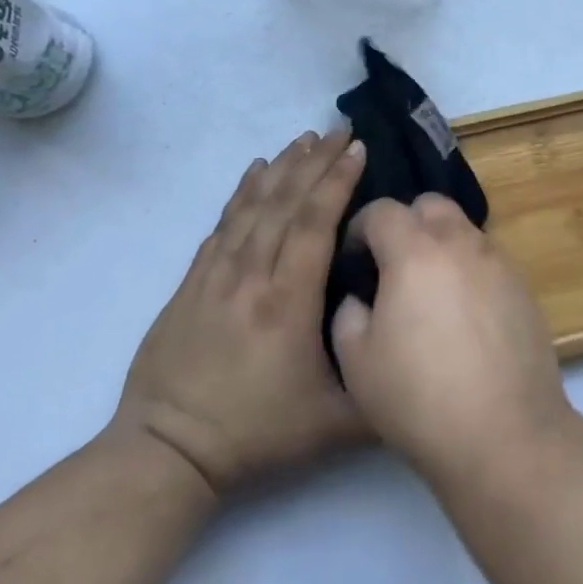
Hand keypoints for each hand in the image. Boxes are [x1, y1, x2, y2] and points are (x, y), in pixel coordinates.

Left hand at [115, 130, 366, 497]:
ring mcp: (215, 276)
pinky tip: (254, 172)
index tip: (358, 149)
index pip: (314, 223)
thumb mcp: (335, 426)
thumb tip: (416, 344)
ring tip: (304, 139)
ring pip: (252, 206)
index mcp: (288, 302)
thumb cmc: (257, 435)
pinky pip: (222, 224)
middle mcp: (251, 276)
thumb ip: (382, 388)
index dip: (337, 181)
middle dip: (315, 161)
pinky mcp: (192, 283)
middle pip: (284, 202)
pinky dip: (241, 192)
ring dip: (281, 168)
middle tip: (340, 129)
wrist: (166, 454)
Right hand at [331, 196, 572, 485]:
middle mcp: (461, 243)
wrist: (505, 433)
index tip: (355, 258)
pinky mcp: (524, 286)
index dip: (361, 227)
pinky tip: (465, 314)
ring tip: (431, 292)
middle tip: (394, 265)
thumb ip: (349, 315)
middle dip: (407, 223)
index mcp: (415, 252)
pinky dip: (469, 270)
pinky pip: (489, 259)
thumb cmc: (419, 398)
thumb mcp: (357, 363)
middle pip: (431, 205)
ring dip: (441, 244)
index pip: (383, 210)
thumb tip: (360, 298)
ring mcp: (498, 262)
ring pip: (464, 229)